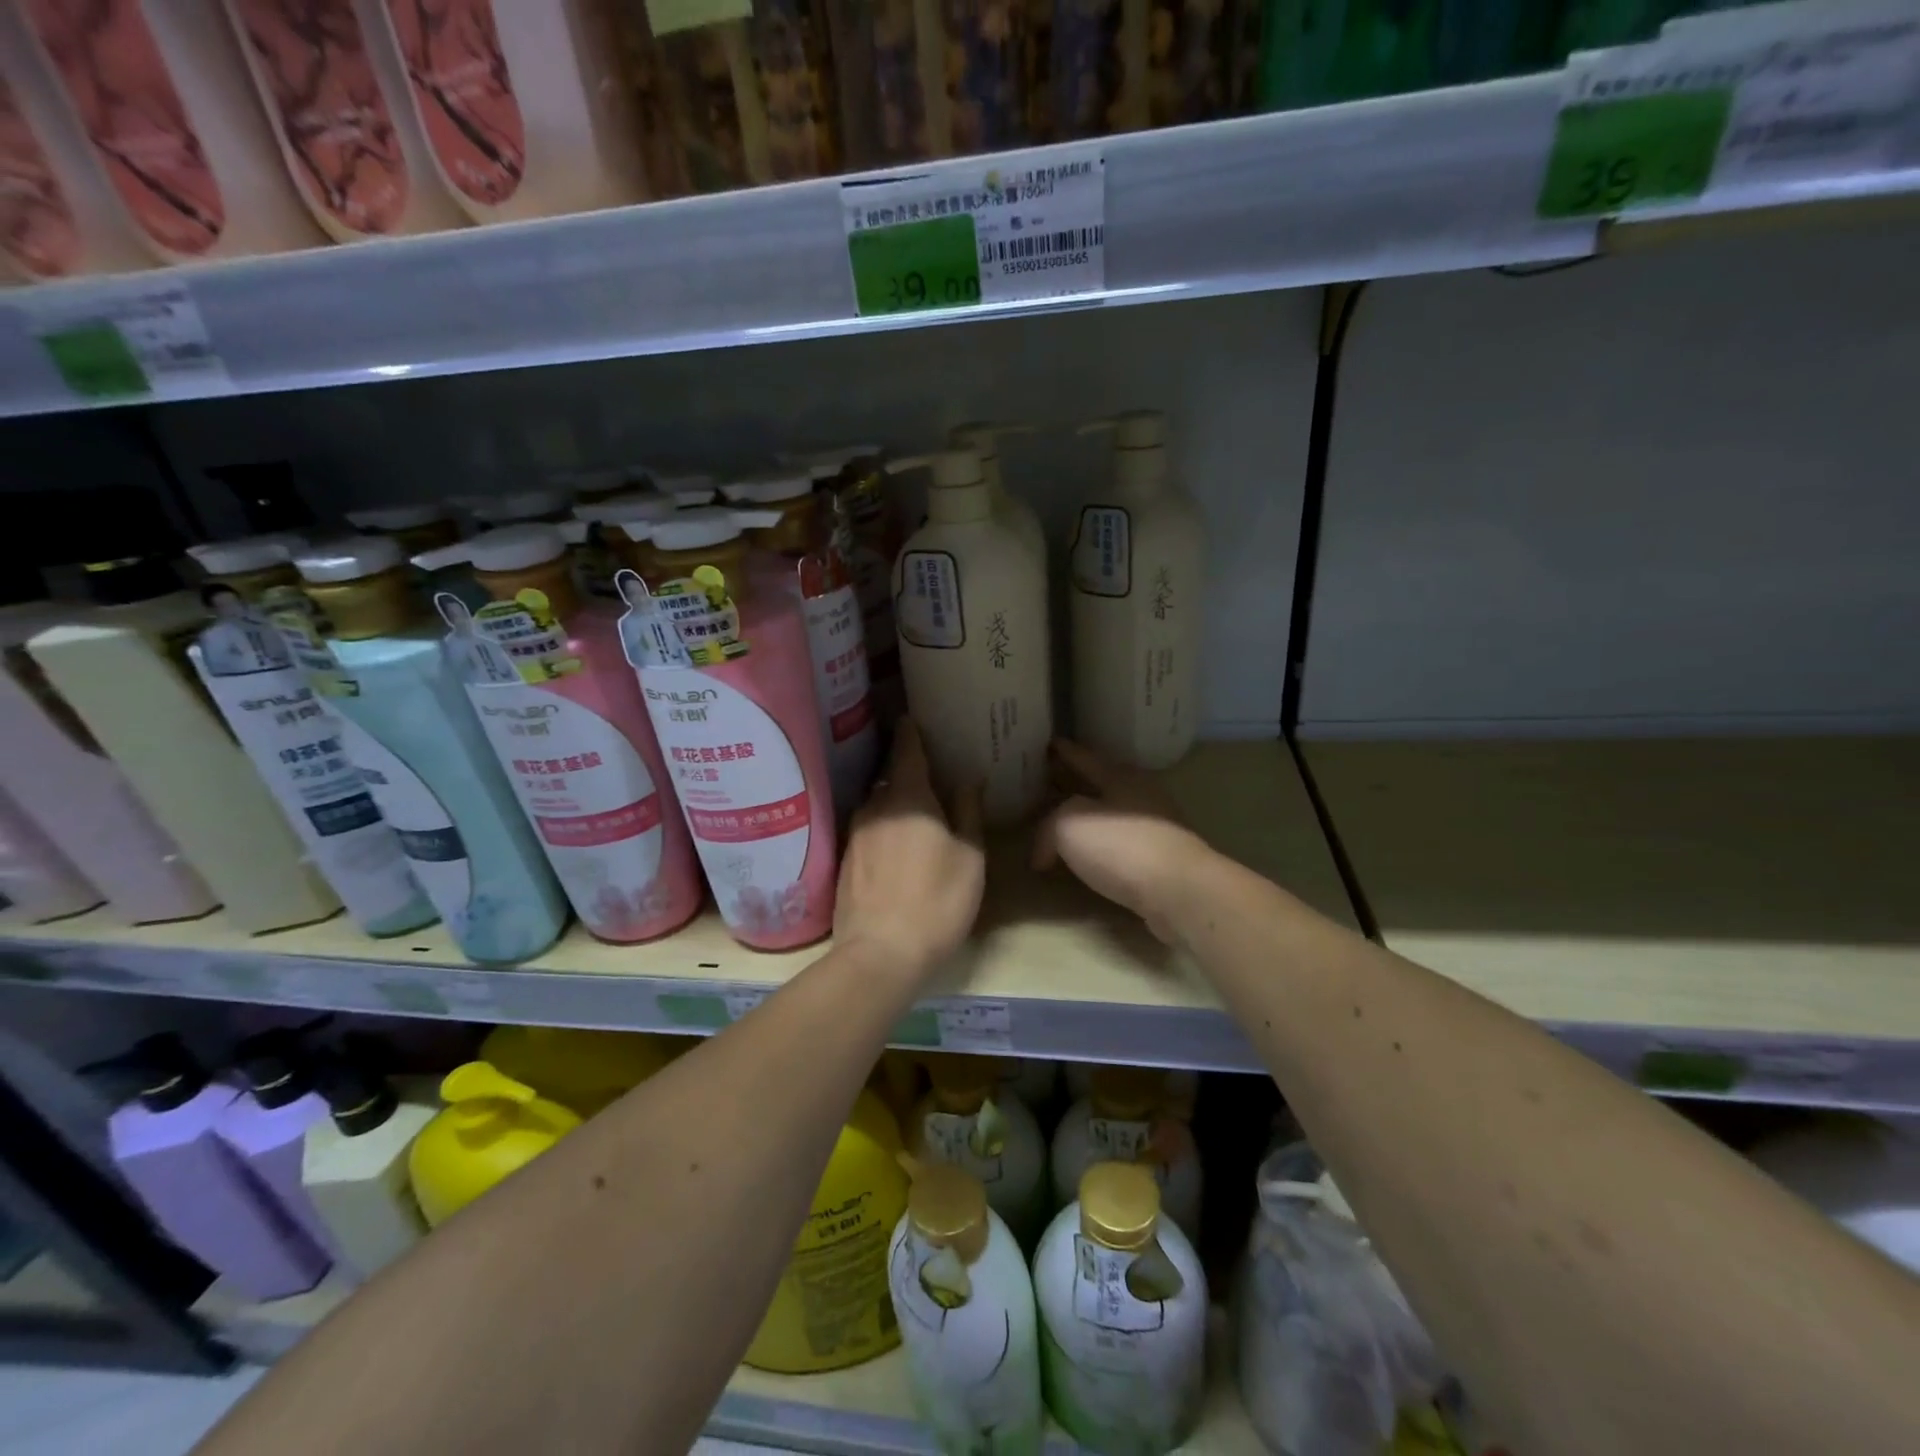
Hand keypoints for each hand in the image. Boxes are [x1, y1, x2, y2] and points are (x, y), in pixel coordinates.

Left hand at [834, 721, 984, 979]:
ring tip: (914, 811)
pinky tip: (894, 845)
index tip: (913, 717)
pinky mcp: (843, 860)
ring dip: (893, 801)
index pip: (906, 749)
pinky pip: (866, 829)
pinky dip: (881, 827)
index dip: (911, 731)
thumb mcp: (970, 857)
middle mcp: (874, 806)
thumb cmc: (937, 901)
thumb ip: (967, 812)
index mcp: (907, 797)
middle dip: (905, 769)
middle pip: (889, 775)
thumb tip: (967, 779)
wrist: (880, 954)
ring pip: (876, 804)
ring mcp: (854, 833)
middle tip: (927, 770)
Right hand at [1033, 740, 1209, 944]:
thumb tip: (1044, 853)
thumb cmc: (1121, 846)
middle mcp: (1140, 795)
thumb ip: (1048, 827)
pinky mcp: (1160, 860)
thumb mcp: (1068, 824)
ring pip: (1111, 815)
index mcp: (1119, 776)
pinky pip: (1119, 845)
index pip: (1083, 757)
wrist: (1179, 892)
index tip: (1048, 742)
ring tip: (1062, 825)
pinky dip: (1100, 847)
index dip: (1063, 751)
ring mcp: (1154, 828)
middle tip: (1046, 785)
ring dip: (1088, 818)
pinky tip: (1086, 858)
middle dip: (1074, 784)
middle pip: (1100, 784)